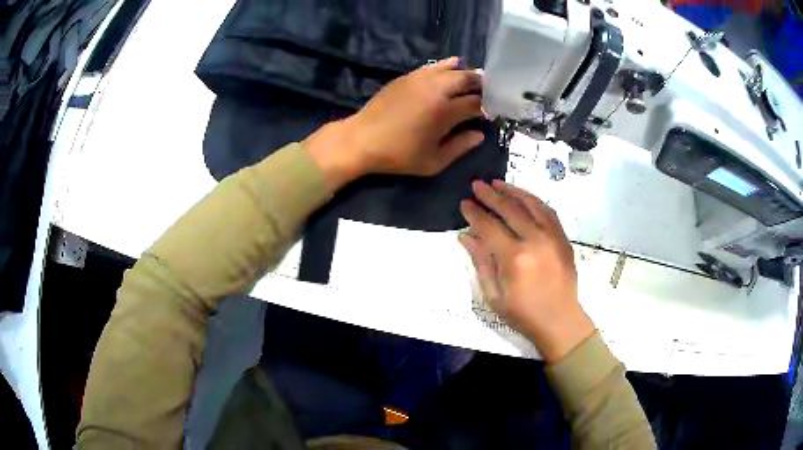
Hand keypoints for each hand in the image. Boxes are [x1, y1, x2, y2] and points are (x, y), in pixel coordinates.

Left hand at [304, 57, 485, 187]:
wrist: (361, 140)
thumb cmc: (398, 155)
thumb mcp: (433, 161)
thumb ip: (460, 147)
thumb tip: (480, 134)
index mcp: (445, 111)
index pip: (476, 103)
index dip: (488, 107)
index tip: (492, 113)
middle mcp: (437, 89)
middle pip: (468, 79)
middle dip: (482, 85)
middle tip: (489, 93)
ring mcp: (421, 79)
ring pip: (452, 68)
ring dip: (466, 73)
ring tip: (474, 80)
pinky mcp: (408, 76)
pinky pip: (434, 65)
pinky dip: (447, 66)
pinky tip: (453, 68)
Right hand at [459, 180, 594, 362]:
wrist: (560, 320)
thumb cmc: (523, 313)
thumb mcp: (493, 295)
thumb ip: (481, 262)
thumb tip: (466, 236)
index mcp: (514, 257)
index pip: (489, 226)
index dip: (474, 213)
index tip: (464, 203)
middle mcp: (535, 240)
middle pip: (509, 209)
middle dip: (490, 195)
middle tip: (477, 185)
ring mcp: (552, 236)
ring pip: (531, 204)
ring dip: (513, 191)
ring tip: (498, 183)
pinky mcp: (563, 238)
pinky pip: (548, 211)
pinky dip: (534, 200)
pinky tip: (524, 197)